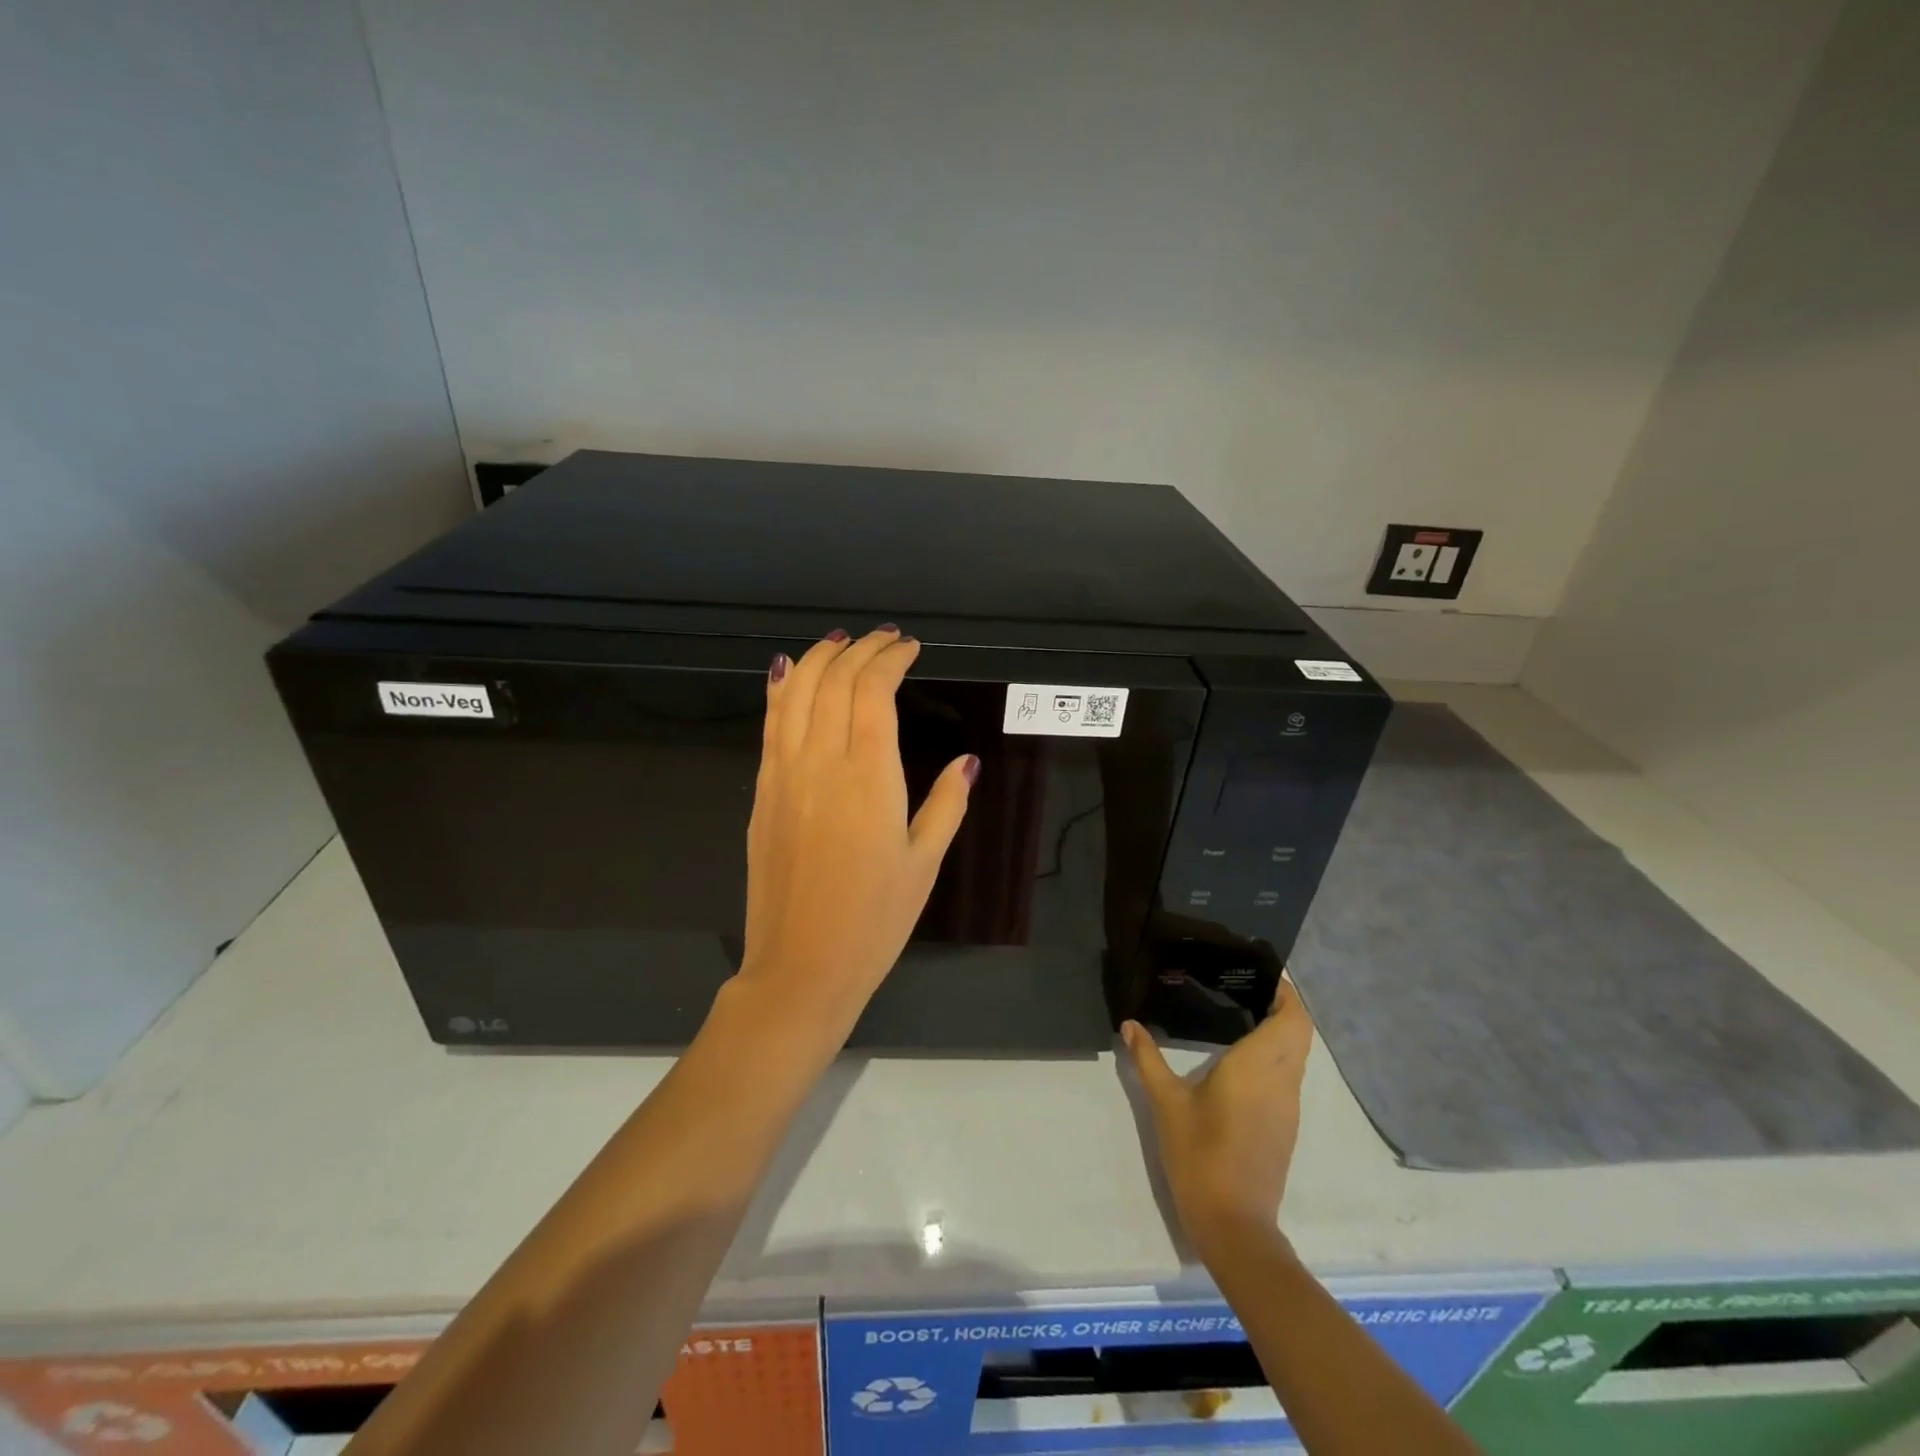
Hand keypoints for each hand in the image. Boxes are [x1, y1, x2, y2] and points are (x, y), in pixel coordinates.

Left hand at [736, 626, 976, 1040]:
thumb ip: (947, 804)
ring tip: (839, 642)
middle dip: (859, 649)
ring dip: (817, 658)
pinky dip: (781, 689)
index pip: (874, 691)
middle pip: (834, 681)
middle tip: (883, 639)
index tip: (909, 648)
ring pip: (795, 693)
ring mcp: (783, 775)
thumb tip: (968, 760)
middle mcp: (821, 762)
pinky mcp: (762, 793)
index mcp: (869, 776)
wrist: (801, 966)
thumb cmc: (875, 920)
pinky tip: (789, 672)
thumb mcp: (925, 863)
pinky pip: (770, 724)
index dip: (890, 659)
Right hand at [1123, 980, 1313, 1255]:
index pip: (1292, 1018)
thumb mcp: (1166, 1104)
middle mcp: (1282, 1081)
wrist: (1234, 1224)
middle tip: (1245, 987)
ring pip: (1297, 1055)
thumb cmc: (1200, 1155)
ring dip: (1281, 1030)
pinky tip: (1242, 1057)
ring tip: (1241, 1012)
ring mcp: (1288, 1106)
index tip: (1260, 973)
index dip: (1286, 992)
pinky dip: (1276, 1055)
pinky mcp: (1285, 1126)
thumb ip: (1148, 1059)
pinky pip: (1289, 1075)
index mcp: (1258, 1067)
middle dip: (1283, 1006)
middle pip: (1300, 1032)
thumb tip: (1130, 1024)